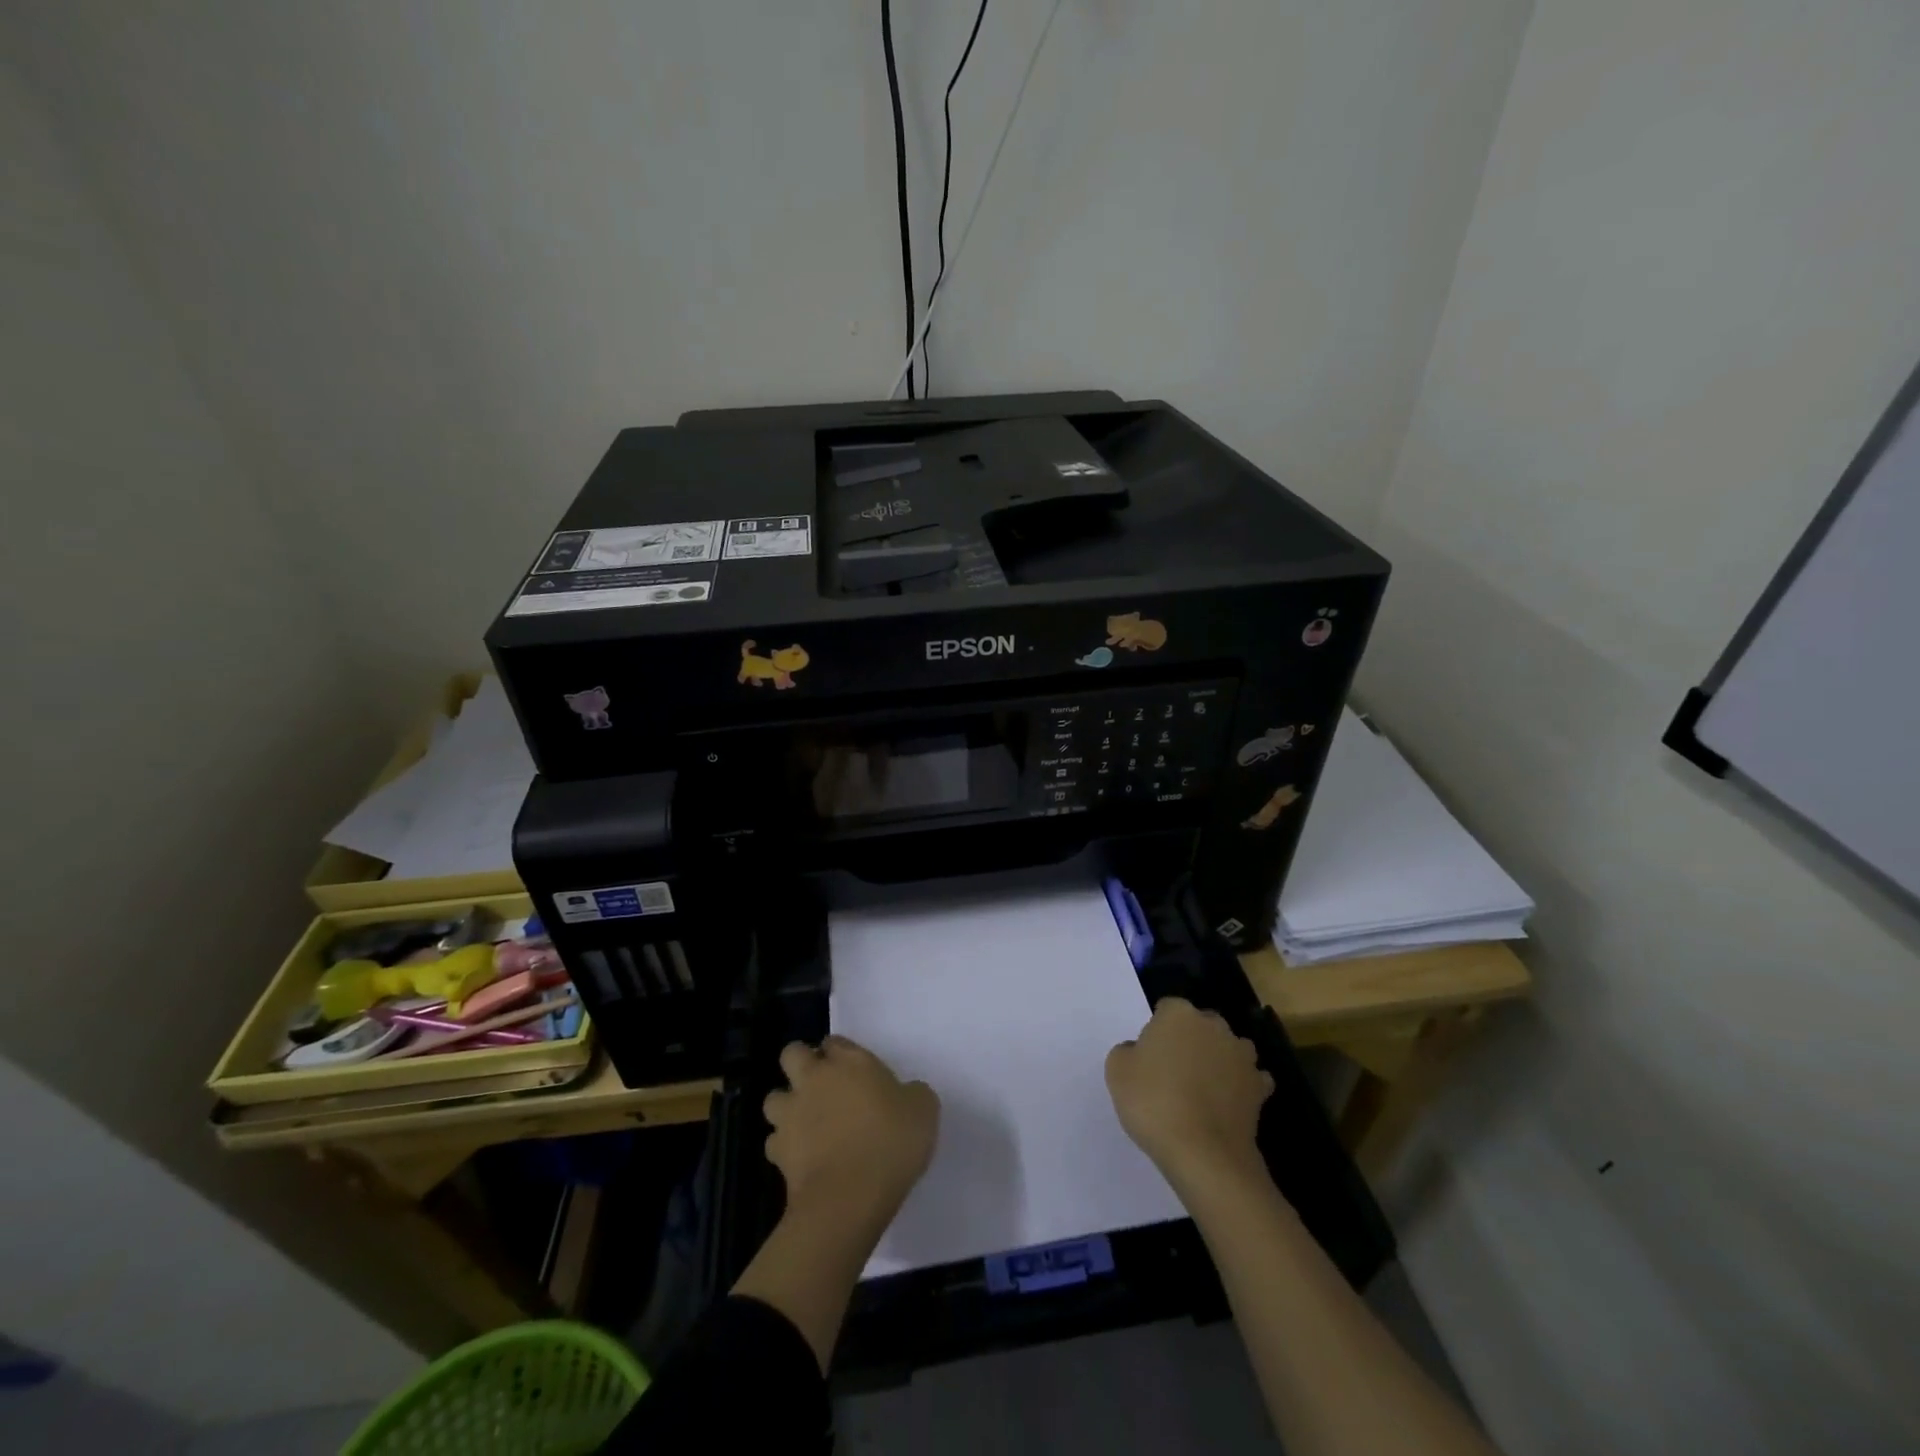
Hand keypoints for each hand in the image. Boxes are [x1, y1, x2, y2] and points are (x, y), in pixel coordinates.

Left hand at [763, 1035, 939, 1226]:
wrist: (850, 1196)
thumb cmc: (891, 1142)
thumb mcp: (923, 1109)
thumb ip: (911, 1093)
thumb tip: (905, 1095)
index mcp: (849, 1062)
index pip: (834, 1041)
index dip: (840, 1053)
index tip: (852, 1070)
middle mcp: (815, 1079)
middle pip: (792, 1054)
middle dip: (801, 1064)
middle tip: (821, 1086)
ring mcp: (792, 1114)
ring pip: (774, 1098)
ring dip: (786, 1105)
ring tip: (806, 1122)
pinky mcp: (777, 1151)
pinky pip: (774, 1141)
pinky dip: (784, 1147)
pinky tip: (802, 1159)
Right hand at [1106, 997, 1273, 1193]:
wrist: (1203, 1153)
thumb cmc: (1153, 1102)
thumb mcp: (1116, 1071)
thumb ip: (1127, 1050)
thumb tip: (1140, 1051)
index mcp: (1179, 1014)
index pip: (1166, 1008)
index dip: (1157, 1029)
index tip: (1149, 1054)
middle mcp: (1214, 1026)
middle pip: (1201, 1024)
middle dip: (1191, 1039)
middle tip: (1173, 1070)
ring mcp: (1242, 1056)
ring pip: (1229, 1048)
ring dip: (1219, 1059)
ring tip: (1202, 1088)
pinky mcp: (1260, 1088)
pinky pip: (1250, 1079)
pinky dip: (1241, 1087)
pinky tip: (1227, 1104)